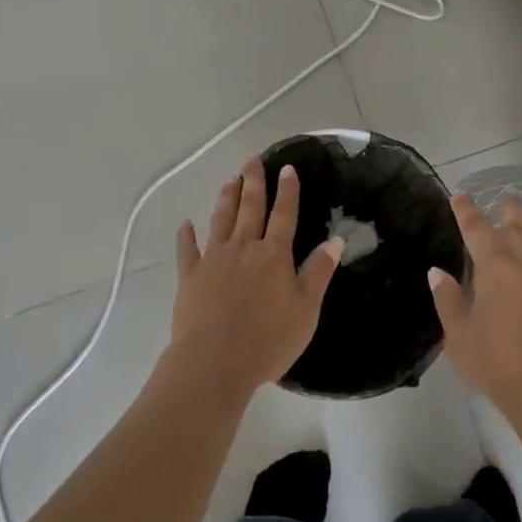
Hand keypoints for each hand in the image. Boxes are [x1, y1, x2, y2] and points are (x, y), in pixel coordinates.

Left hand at [166, 157, 343, 401]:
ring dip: (226, 198)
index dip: (287, 191)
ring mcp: (214, 259)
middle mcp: (244, 248)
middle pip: (250, 208)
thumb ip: (319, 272)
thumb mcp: (306, 309)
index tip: (287, 168)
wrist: (215, 362)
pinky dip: (186, 235)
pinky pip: (187, 250)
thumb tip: (336, 240)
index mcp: (274, 255)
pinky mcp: (190, 276)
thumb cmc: (268, 340)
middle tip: (251, 160)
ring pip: (221, 220)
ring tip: (229, 179)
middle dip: (253, 182)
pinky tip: (186, 224)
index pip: (284, 215)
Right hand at [429, 192, 521, 416]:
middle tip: (507, 195)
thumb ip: (448, 299)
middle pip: (517, 226)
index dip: (466, 210)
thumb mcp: (459, 335)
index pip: (476, 229)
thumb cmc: (496, 363)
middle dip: (509, 209)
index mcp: (494, 268)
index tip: (460, 195)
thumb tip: (438, 272)